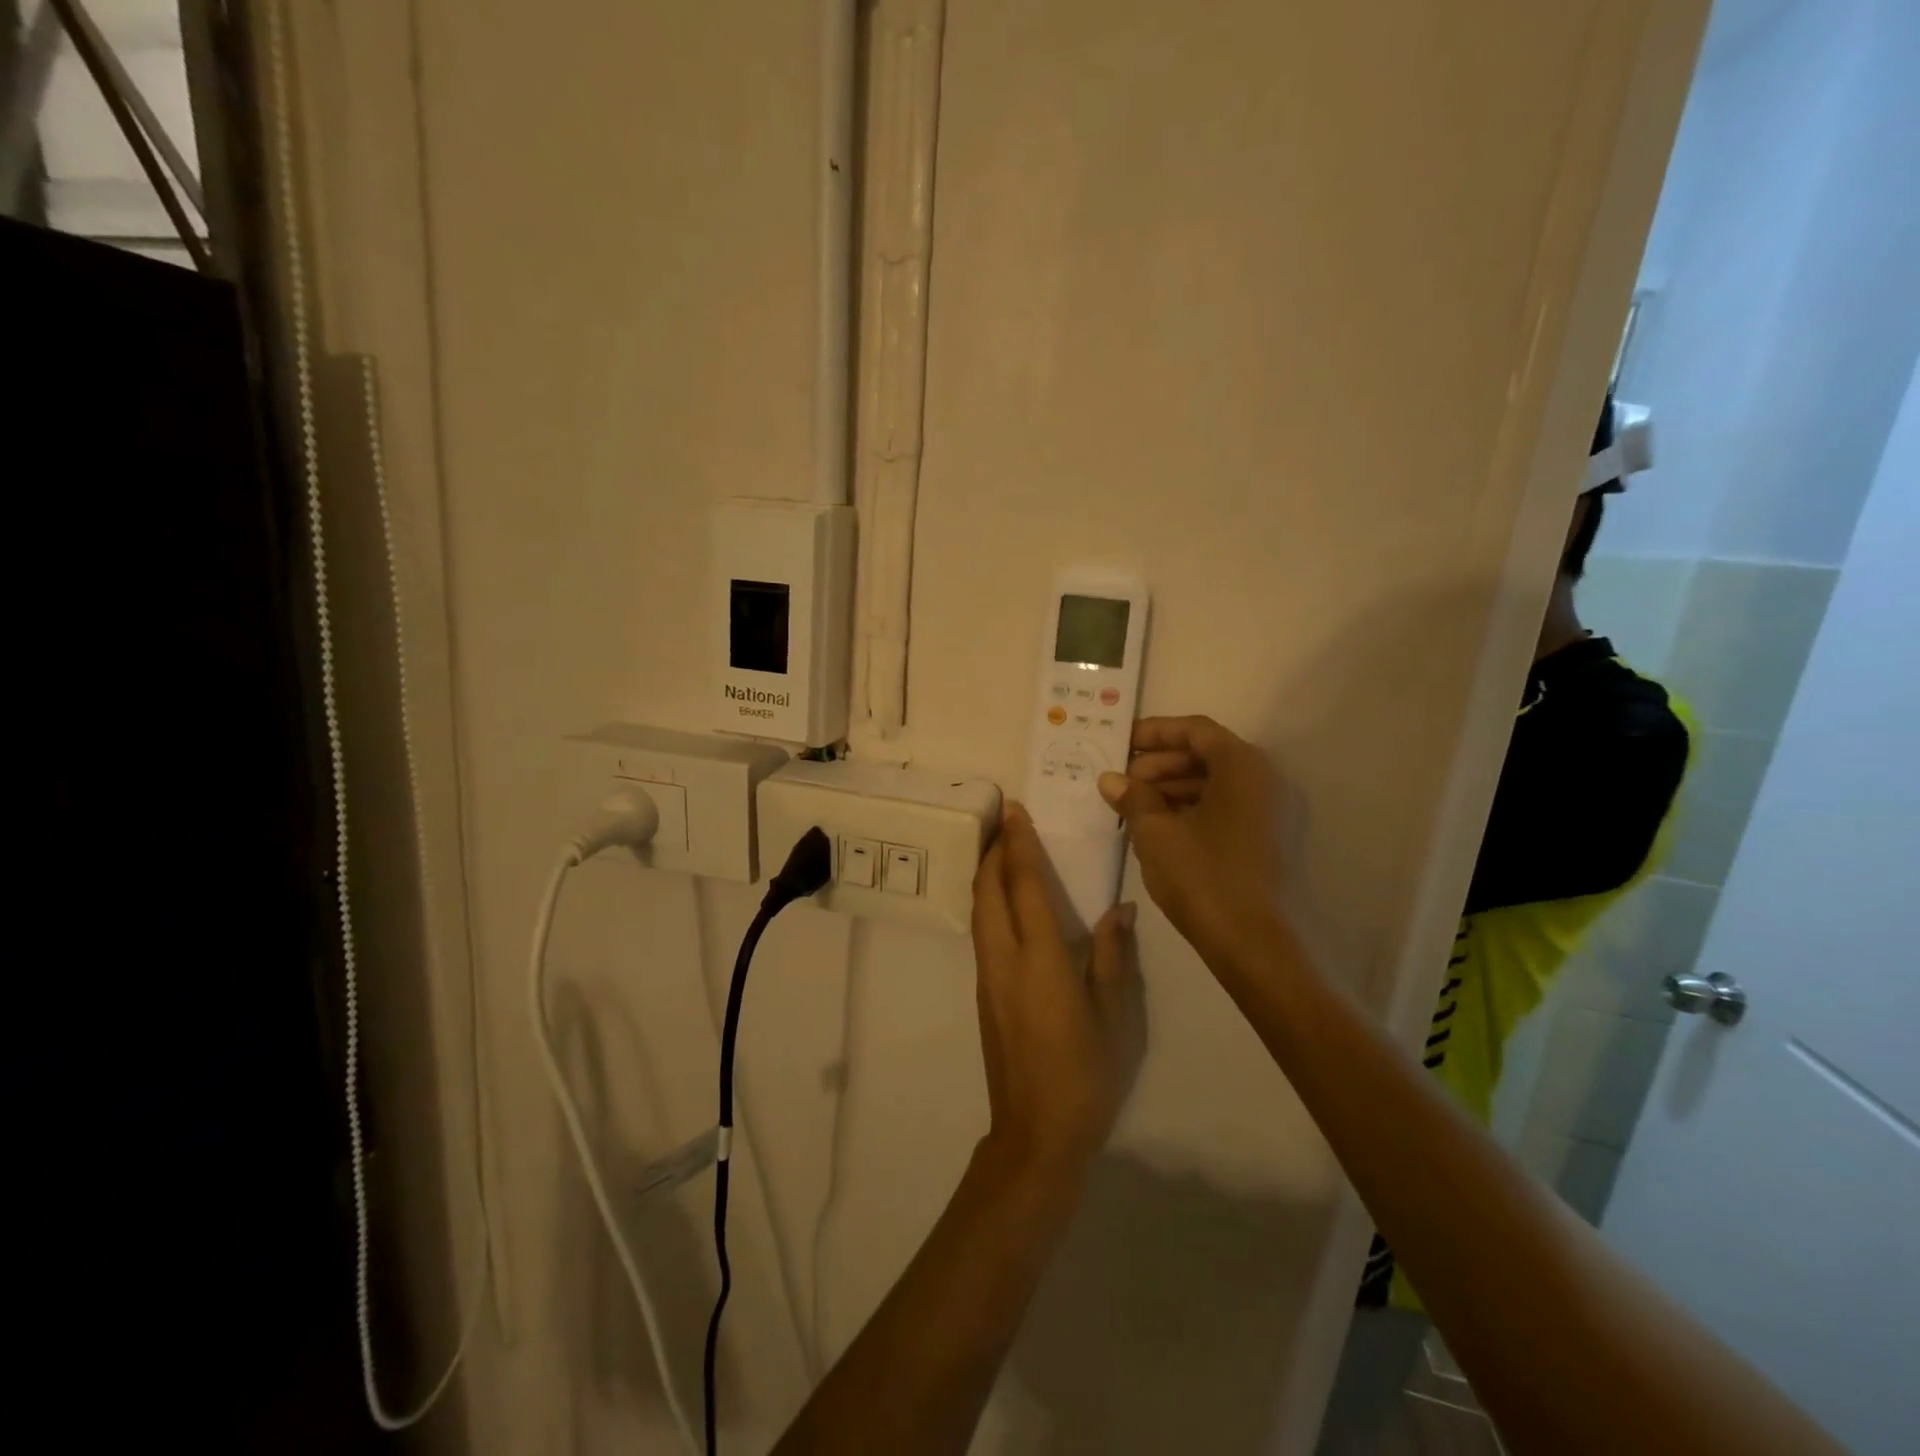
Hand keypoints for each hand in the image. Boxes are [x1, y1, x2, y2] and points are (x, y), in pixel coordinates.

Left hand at [971, 804, 1144, 1180]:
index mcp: (1039, 959)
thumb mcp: (1115, 1015)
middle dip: (993, 851)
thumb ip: (1112, 956)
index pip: (1023, 886)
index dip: (1018, 844)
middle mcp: (1004, 959)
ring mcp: (987, 977)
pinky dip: (987, 902)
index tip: (1014, 810)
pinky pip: (981, 932)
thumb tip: (1119, 910)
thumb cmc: (1085, 1073)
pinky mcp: (983, 993)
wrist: (1036, 1132)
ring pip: (978, 910)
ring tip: (1001, 851)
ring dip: (986, 875)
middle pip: (987, 891)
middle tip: (1004, 821)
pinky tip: (1004, 902)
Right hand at [1098, 715, 1290, 965]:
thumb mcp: (1157, 834)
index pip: (1196, 731)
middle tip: (1124, 782)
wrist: (1259, 947)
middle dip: (1161, 764)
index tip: (1121, 744)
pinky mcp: (1273, 841)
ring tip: (1135, 807)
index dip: (1155, 733)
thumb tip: (1111, 779)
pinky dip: (1194, 810)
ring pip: (1218, 784)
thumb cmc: (1205, 877)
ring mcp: (1275, 812)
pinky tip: (1162, 829)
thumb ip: (1133, 798)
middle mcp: (1267, 780)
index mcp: (1244, 766)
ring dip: (1174, 789)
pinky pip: (1229, 809)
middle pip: (1208, 755)